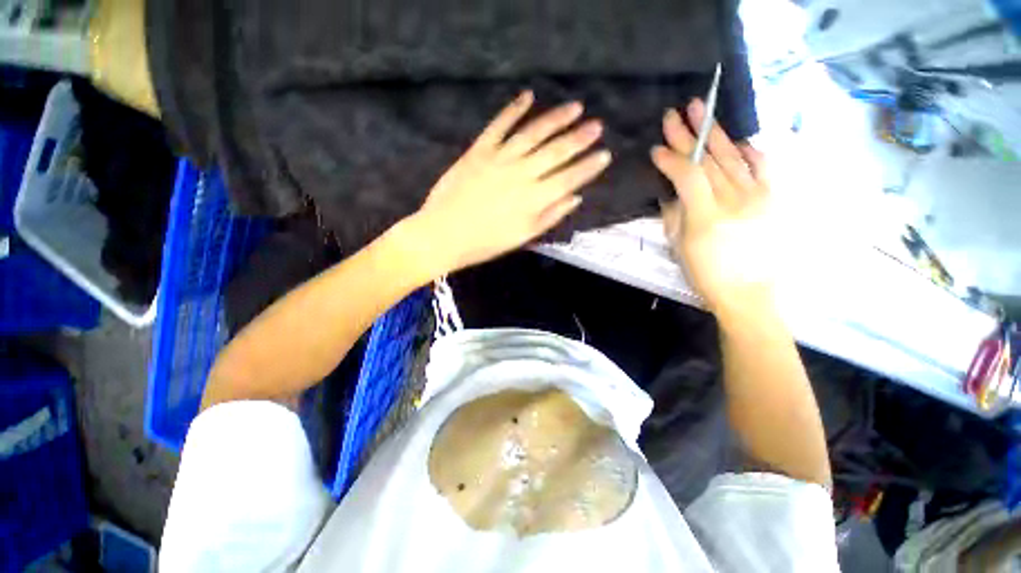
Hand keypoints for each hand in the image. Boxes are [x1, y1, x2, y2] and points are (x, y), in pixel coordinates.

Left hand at [409, 91, 610, 273]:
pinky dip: (513, 109)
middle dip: (580, 138)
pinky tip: (528, 97)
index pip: (569, 178)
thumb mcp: (522, 237)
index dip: (588, 166)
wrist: (443, 235)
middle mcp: (522, 174)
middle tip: (597, 125)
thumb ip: (550, 216)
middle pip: (556, 151)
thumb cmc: (485, 243)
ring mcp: (499, 159)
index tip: (605, 155)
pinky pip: (499, 125)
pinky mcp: (479, 150)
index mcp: (533, 199)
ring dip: (556, 118)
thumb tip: (575, 197)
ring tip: (575, 107)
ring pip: (533, 133)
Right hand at [652, 100, 775, 318]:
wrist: (751, 292)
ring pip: (734, 157)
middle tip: (675, 113)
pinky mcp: (774, 198)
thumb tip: (671, 192)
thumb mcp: (680, 248)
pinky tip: (739, 139)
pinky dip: (751, 150)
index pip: (688, 175)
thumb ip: (674, 216)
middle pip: (709, 160)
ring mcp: (759, 196)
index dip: (671, 159)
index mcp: (707, 216)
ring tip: (702, 110)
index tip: (656, 148)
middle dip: (689, 135)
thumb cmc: (708, 274)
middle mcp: (736, 200)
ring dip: (716, 133)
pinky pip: (764, 166)